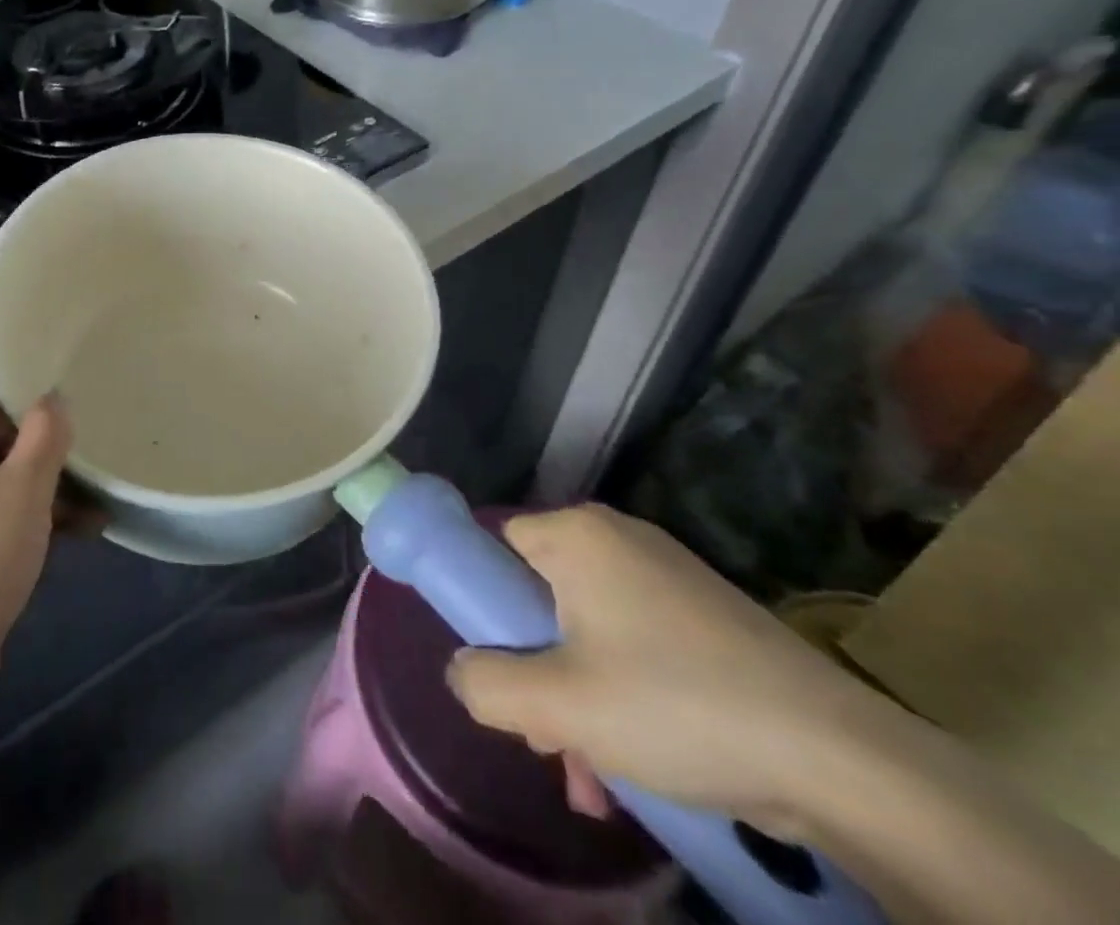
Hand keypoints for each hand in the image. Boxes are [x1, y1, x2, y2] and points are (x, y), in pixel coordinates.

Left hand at [0, 389, 71, 717]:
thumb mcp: (24, 489)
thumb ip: (46, 434)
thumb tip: (54, 398)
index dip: (31, 416)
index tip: (68, 443)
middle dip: (45, 463)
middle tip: (86, 484)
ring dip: (42, 498)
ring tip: (91, 520)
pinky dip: (20, 527)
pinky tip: (66, 544)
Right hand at [445, 505, 887, 837]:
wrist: (844, 762)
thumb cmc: (676, 706)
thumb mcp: (558, 704)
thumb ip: (485, 683)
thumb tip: (463, 673)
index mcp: (578, 533)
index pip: (496, 546)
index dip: (486, 606)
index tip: (501, 668)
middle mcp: (619, 539)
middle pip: (540, 597)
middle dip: (536, 671)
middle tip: (548, 734)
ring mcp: (670, 579)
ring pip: (587, 633)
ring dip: (577, 699)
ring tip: (593, 774)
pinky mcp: (708, 621)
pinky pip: (635, 648)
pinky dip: (623, 697)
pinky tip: (636, 765)